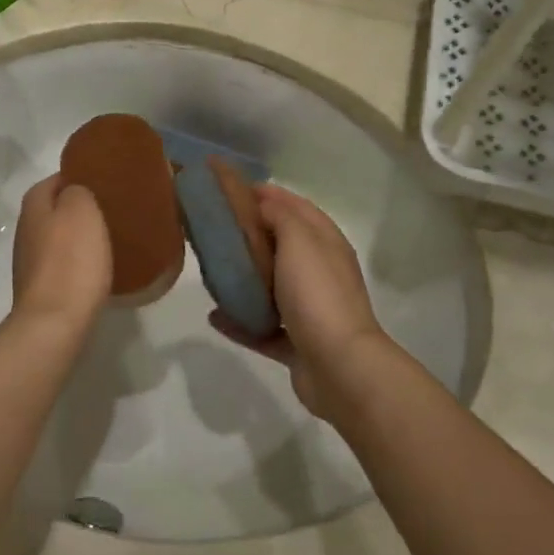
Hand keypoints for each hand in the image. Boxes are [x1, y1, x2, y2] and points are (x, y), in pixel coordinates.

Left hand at [12, 176, 109, 326]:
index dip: (77, 178)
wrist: (54, 322)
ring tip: (108, 238)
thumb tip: (74, 192)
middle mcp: (25, 230)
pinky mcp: (40, 289)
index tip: (104, 182)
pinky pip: (61, 265)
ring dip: (77, 237)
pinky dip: (77, 263)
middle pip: (53, 210)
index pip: (54, 180)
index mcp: (33, 206)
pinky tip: (96, 268)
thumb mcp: (81, 210)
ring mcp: (29, 262)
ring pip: (57, 238)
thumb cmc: (71, 260)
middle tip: (110, 210)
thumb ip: (77, 191)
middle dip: (77, 208)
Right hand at [208, 184, 389, 417]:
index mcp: (326, 244)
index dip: (269, 194)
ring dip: (246, 280)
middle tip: (216, 228)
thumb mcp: (299, 240)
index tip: (233, 188)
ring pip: (272, 288)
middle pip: (283, 247)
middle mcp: (321, 274)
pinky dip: (241, 322)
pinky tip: (214, 317)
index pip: (297, 208)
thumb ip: (281, 216)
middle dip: (252, 236)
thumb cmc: (317, 295)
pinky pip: (263, 329)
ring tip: (214, 270)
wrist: (339, 367)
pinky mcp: (297, 344)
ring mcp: (310, 311)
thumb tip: (265, 202)